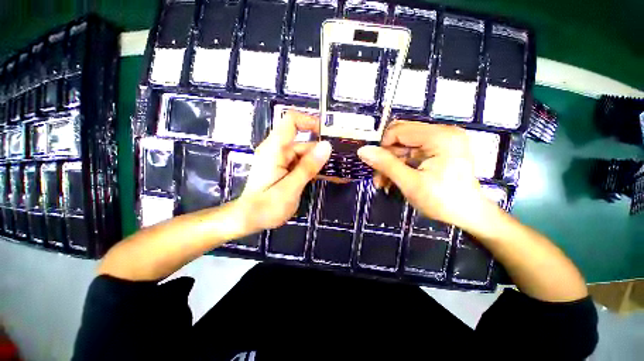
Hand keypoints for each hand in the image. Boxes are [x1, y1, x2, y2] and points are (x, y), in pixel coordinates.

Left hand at [238, 111, 331, 231]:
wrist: (248, 219)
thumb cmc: (266, 207)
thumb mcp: (290, 188)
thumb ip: (308, 167)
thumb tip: (326, 146)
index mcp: (275, 149)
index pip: (291, 121)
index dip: (310, 121)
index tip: (328, 133)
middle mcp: (278, 150)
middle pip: (303, 142)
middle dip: (322, 151)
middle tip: (342, 163)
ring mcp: (281, 160)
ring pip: (305, 154)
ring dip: (320, 163)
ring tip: (339, 173)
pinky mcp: (284, 168)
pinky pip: (302, 164)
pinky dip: (314, 169)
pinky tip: (328, 177)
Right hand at [357, 121, 487, 228]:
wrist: (469, 214)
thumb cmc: (443, 201)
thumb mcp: (410, 183)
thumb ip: (386, 164)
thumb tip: (362, 150)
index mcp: (440, 137)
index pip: (398, 131)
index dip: (383, 148)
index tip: (378, 168)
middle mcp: (442, 132)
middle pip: (400, 137)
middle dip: (386, 158)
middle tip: (379, 179)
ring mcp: (441, 140)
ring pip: (403, 146)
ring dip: (391, 163)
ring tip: (384, 183)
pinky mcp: (439, 149)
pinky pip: (411, 152)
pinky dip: (400, 165)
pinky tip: (394, 179)